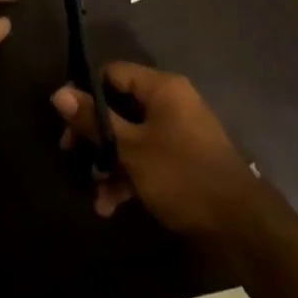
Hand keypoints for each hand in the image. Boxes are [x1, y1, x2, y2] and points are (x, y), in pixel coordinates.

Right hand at [53, 62, 259, 238]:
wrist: (239, 224)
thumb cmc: (181, 174)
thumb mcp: (131, 148)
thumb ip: (94, 121)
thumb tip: (58, 93)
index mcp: (162, 88)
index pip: (114, 73)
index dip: (86, 92)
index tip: (66, 119)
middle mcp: (171, 103)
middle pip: (120, 106)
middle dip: (96, 135)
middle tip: (72, 154)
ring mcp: (178, 133)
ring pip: (132, 137)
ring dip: (110, 163)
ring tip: (96, 193)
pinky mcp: (182, 161)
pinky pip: (147, 158)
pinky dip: (129, 177)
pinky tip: (110, 207)